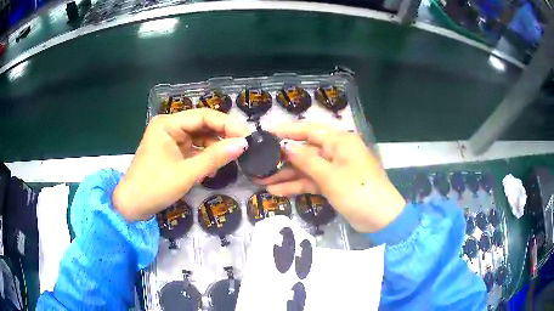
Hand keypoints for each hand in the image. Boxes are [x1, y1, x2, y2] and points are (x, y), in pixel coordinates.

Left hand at [113, 109, 248, 220]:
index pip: (203, 116)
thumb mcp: (186, 173)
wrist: (132, 207)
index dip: (227, 124)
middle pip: (202, 125)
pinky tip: (213, 168)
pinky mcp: (172, 152)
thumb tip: (243, 144)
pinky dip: (205, 157)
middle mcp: (169, 127)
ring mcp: (171, 139)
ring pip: (200, 137)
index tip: (247, 136)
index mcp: (168, 124)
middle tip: (244, 146)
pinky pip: (194, 149)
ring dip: (214, 148)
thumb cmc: (154, 187)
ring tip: (231, 159)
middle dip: (222, 135)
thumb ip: (215, 158)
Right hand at [258, 123, 405, 232]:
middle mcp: (336, 151)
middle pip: (305, 150)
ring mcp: (334, 169)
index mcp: (339, 141)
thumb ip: (306, 160)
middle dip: (282, 158)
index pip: (309, 130)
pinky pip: (311, 181)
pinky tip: (276, 191)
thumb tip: (285, 145)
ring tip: (260, 180)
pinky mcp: (333, 184)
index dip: (286, 130)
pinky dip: (296, 186)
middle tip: (258, 162)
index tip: (265, 132)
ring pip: (306, 168)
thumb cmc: (358, 191)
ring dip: (286, 174)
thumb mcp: (330, 176)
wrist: (381, 219)